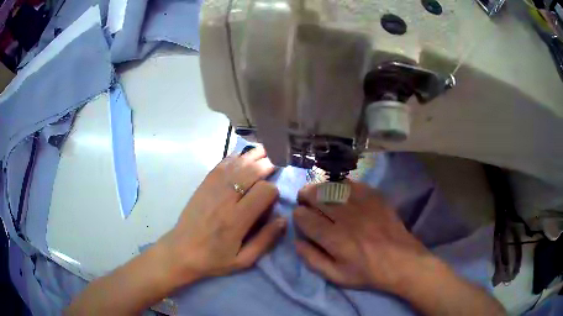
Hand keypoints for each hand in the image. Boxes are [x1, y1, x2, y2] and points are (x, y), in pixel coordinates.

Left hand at [159, 146, 285, 285]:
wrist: (181, 252)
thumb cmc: (214, 259)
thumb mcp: (243, 260)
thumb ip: (265, 240)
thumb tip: (283, 219)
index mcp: (237, 219)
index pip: (264, 191)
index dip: (274, 191)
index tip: (273, 198)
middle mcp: (225, 199)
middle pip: (251, 172)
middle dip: (267, 166)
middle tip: (275, 166)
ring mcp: (212, 189)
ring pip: (237, 164)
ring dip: (253, 157)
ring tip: (264, 152)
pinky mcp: (203, 185)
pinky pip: (221, 165)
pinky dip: (234, 158)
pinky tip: (241, 156)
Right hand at [293, 180, 431, 292]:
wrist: (401, 261)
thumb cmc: (367, 272)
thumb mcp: (336, 276)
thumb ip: (313, 260)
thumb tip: (297, 241)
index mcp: (334, 239)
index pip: (305, 217)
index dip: (298, 215)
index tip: (300, 217)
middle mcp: (346, 217)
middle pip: (316, 195)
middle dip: (305, 195)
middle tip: (305, 199)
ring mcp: (362, 204)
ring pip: (333, 186)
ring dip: (321, 188)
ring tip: (319, 193)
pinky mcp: (375, 197)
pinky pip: (353, 184)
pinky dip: (341, 185)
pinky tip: (341, 192)